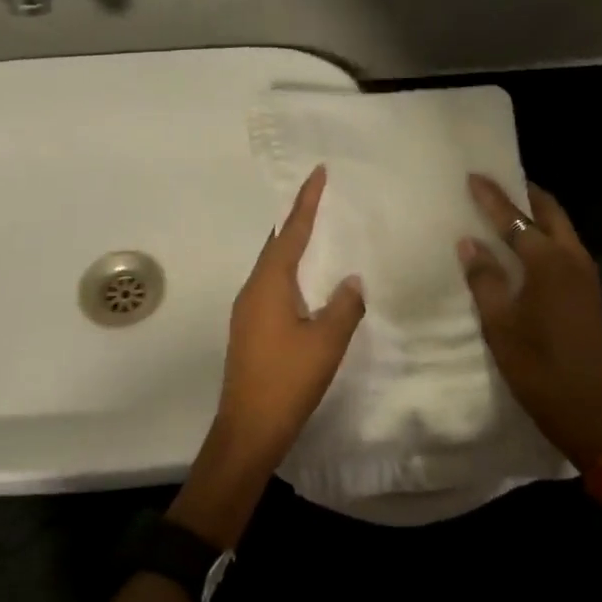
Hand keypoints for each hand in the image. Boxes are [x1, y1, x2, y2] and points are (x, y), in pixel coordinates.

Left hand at [216, 164, 365, 466]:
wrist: (249, 429)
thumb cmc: (287, 380)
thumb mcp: (326, 341)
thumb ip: (344, 306)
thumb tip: (353, 281)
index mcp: (270, 284)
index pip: (291, 232)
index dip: (306, 202)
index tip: (317, 173)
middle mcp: (253, 290)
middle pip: (276, 244)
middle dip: (296, 219)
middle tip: (319, 197)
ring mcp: (248, 311)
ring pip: (273, 267)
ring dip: (293, 247)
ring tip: (317, 233)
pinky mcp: (250, 330)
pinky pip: (272, 286)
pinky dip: (290, 272)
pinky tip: (307, 283)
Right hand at [460, 176, 601, 469]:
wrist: (586, 408)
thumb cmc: (535, 365)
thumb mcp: (499, 323)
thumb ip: (484, 278)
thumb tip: (469, 243)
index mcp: (548, 262)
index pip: (515, 219)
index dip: (492, 197)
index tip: (474, 176)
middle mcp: (573, 258)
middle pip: (550, 212)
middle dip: (525, 193)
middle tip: (499, 183)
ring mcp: (586, 275)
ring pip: (562, 228)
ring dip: (538, 214)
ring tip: (510, 210)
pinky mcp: (589, 291)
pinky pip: (566, 247)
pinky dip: (547, 235)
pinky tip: (527, 247)